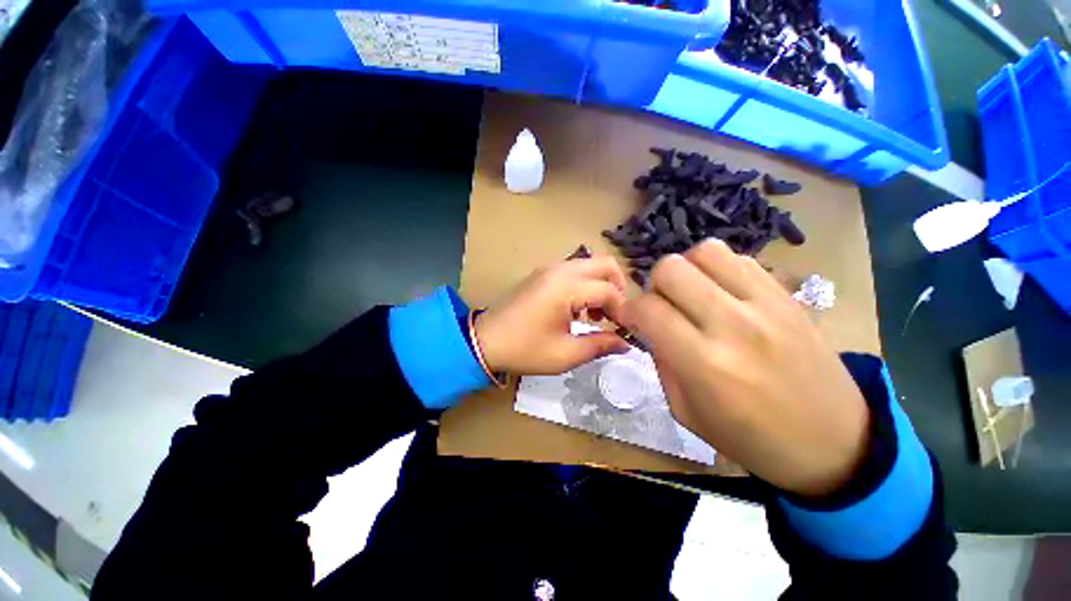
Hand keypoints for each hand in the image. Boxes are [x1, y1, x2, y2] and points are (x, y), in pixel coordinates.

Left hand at [474, 256, 631, 375]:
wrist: (484, 341)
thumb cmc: (524, 349)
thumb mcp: (565, 354)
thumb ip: (600, 345)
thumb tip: (625, 343)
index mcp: (565, 288)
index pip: (609, 291)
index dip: (624, 312)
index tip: (626, 332)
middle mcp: (559, 270)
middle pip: (605, 265)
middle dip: (618, 289)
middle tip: (616, 317)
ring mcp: (549, 268)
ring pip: (590, 265)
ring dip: (601, 286)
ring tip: (597, 316)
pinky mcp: (542, 273)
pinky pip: (574, 270)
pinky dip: (586, 285)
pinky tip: (579, 310)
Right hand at [624, 239, 869, 497]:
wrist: (835, 444)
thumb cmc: (751, 439)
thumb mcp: (686, 411)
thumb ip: (661, 361)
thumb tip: (649, 326)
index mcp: (704, 363)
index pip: (648, 308)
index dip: (630, 310)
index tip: (633, 319)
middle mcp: (733, 324)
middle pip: (671, 269)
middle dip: (655, 285)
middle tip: (663, 306)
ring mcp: (766, 304)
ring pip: (705, 251)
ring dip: (687, 270)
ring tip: (692, 294)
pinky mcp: (788, 296)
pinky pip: (740, 259)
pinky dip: (719, 269)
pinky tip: (722, 293)